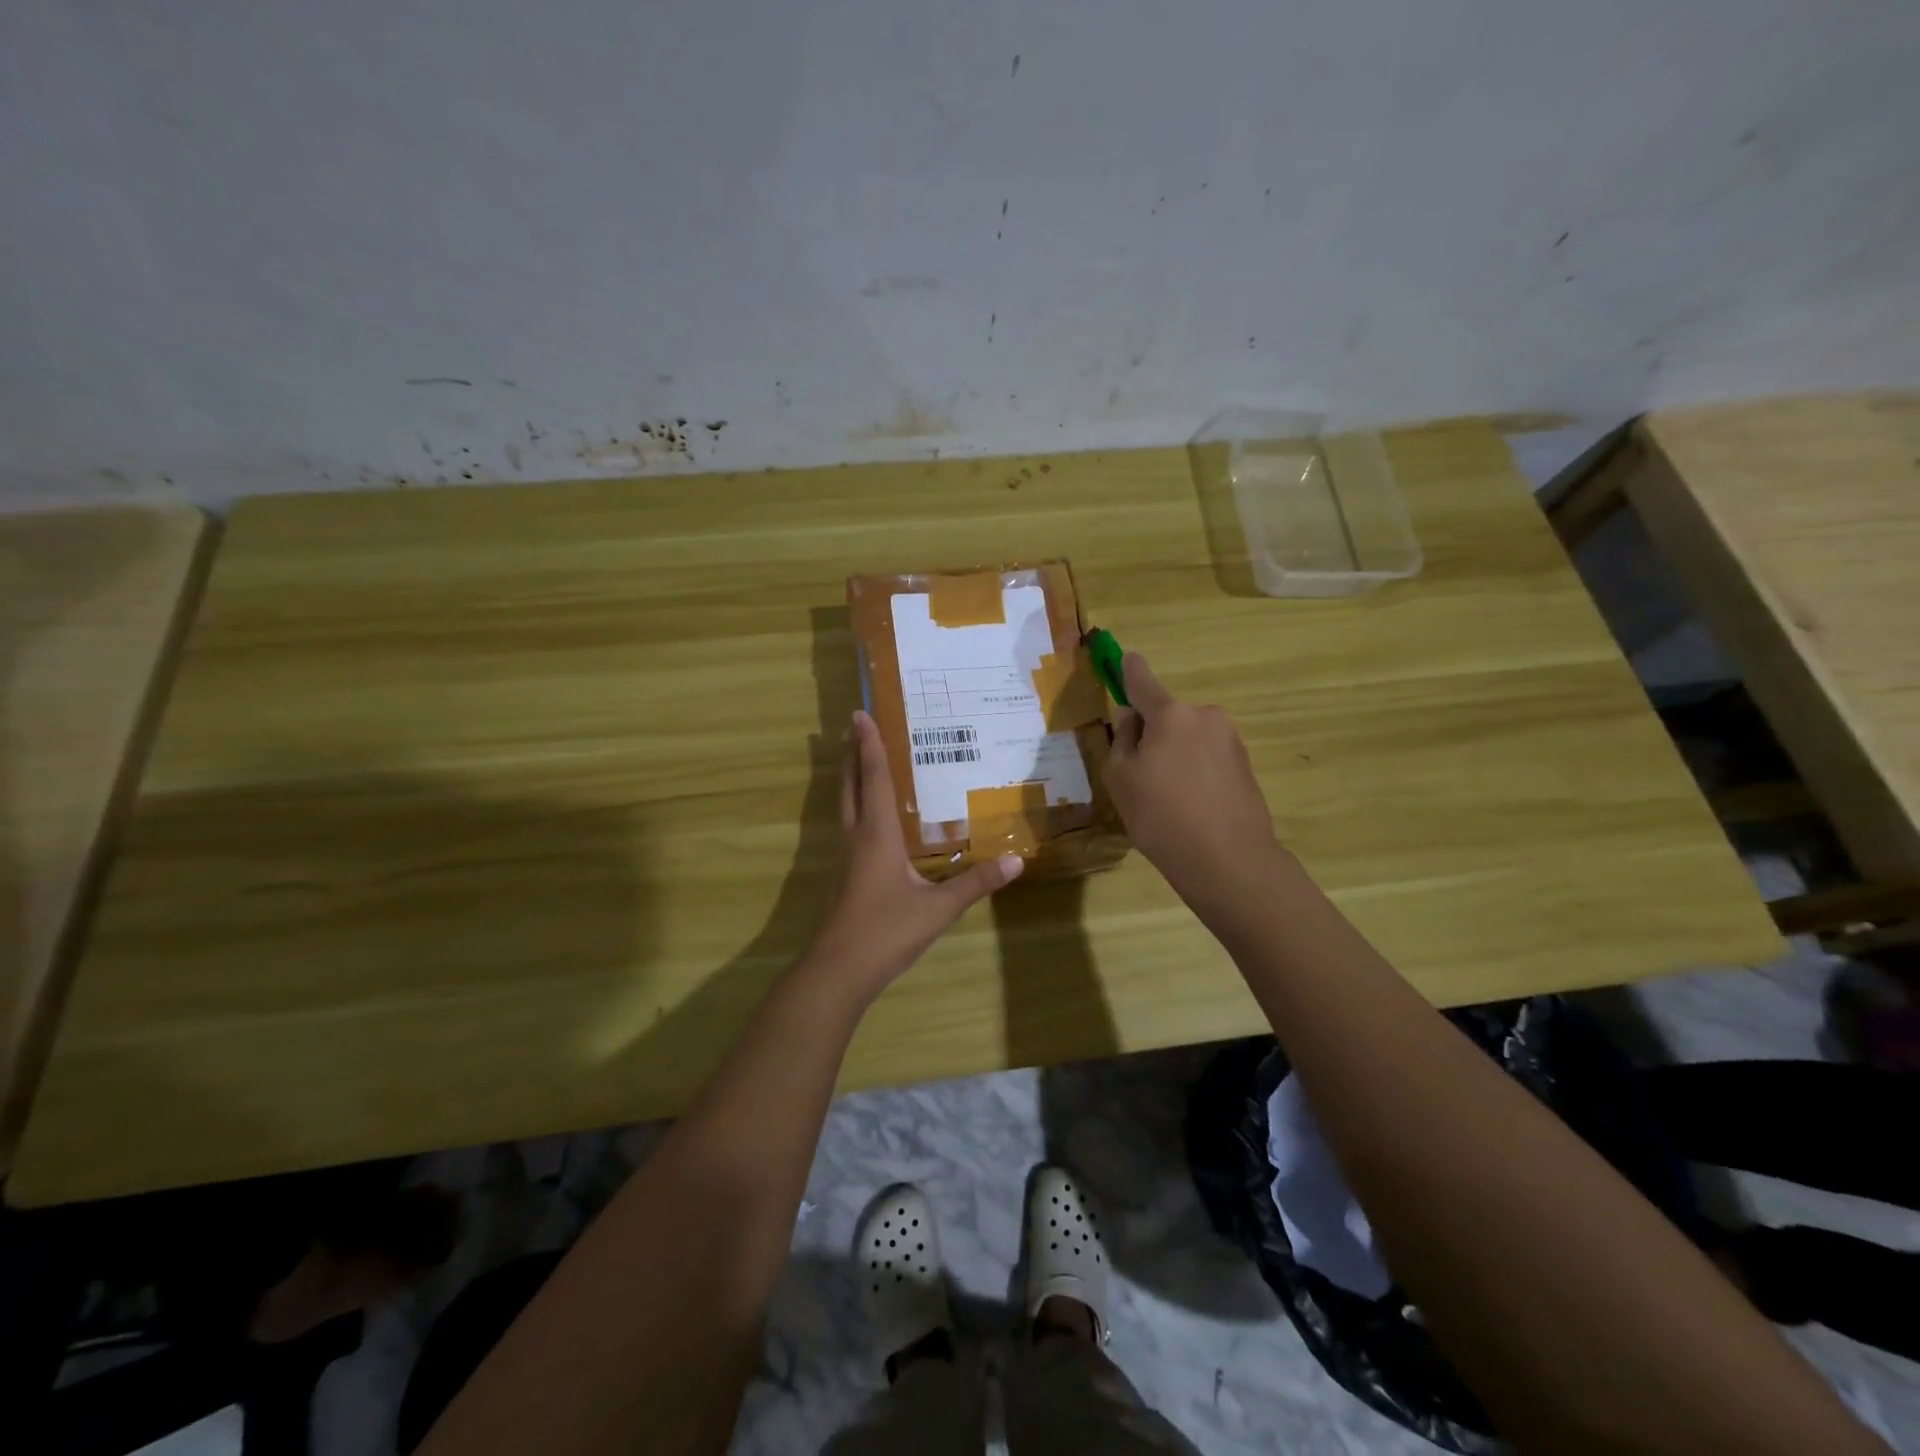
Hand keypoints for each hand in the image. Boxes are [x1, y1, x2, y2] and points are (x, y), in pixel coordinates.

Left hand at [803, 710, 1022, 1003]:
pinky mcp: (843, 874)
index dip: (870, 745)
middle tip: (855, 726)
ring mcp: (844, 856)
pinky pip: (848, 824)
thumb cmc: (887, 931)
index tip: (860, 714)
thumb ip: (976, 883)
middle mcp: (856, 836)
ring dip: (850, 777)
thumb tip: (1016, 861)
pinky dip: (855, 804)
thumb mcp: (939, 907)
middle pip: (850, 785)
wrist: (839, 969)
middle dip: (852, 753)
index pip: (875, 778)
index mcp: (876, 834)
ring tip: (857, 758)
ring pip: (844, 804)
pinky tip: (867, 816)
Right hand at [1104, 652, 1285, 909]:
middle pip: (1167, 716)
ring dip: (1175, 755)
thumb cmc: (1162, 816)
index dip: (1130, 670)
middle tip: (1139, 775)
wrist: (1229, 861)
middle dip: (1152, 734)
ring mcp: (1230, 741)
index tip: (1126, 657)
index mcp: (1171, 714)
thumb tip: (1132, 718)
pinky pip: (1207, 759)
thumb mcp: (1121, 778)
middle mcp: (1205, 717)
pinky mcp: (1245, 766)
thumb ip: (1122, 740)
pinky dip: (1194, 772)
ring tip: (1167, 799)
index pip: (1143, 682)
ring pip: (1188, 738)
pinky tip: (1190, 807)